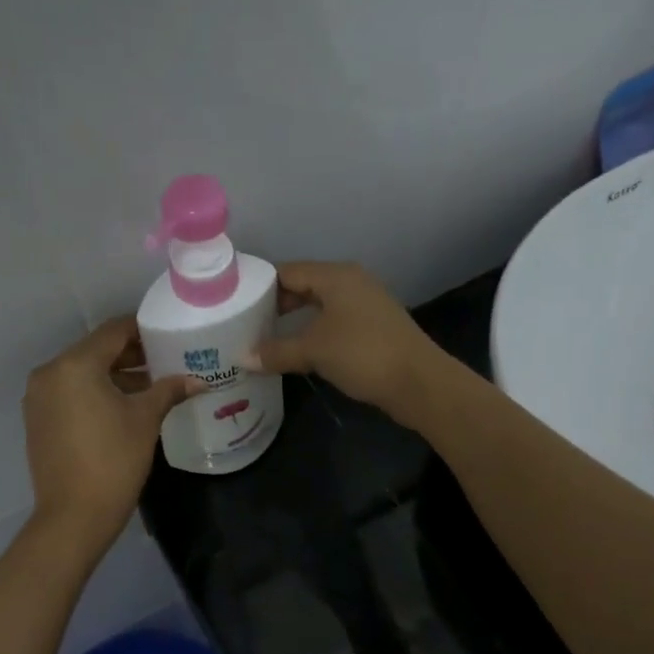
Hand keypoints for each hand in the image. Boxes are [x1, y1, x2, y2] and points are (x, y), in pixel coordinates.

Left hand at [23, 316, 197, 551]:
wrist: (73, 516)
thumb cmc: (114, 461)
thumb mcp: (145, 420)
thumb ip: (169, 390)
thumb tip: (197, 380)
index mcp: (74, 365)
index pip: (113, 331)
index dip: (142, 329)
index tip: (167, 334)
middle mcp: (50, 373)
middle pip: (95, 351)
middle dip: (130, 355)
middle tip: (164, 360)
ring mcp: (38, 397)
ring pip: (81, 373)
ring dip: (113, 375)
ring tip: (149, 386)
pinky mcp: (37, 420)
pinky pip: (70, 393)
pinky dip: (94, 392)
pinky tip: (122, 406)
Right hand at [245, 262, 451, 424]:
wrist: (418, 382)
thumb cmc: (362, 354)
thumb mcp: (313, 351)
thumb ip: (276, 352)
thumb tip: (242, 358)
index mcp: (336, 276)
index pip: (287, 271)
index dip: (260, 285)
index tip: (235, 303)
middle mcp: (351, 282)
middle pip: (303, 286)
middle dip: (275, 304)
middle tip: (246, 324)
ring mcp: (365, 304)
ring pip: (319, 305)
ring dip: (294, 321)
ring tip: (265, 338)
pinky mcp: (373, 327)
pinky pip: (333, 322)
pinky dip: (313, 332)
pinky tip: (298, 351)